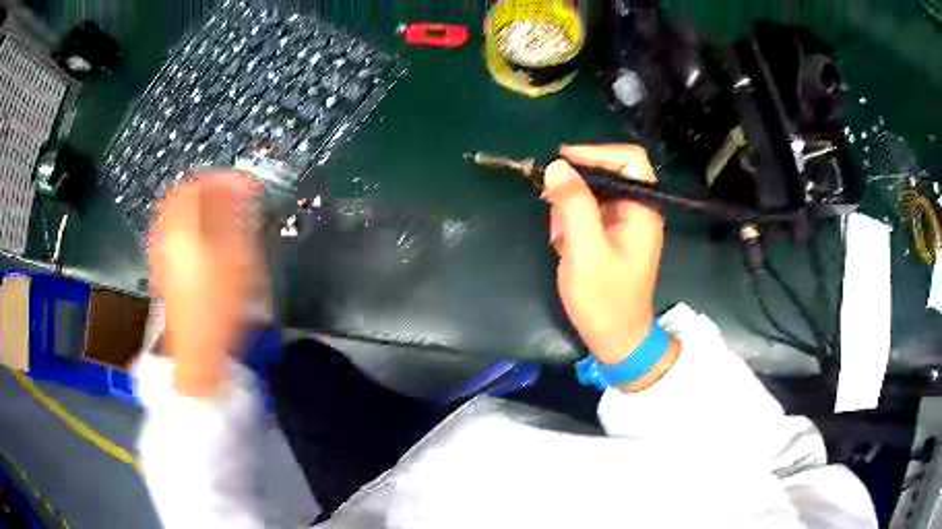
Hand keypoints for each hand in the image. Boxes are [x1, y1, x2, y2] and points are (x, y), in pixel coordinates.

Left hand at [149, 173, 261, 397]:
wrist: (197, 351)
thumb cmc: (219, 303)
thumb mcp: (237, 255)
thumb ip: (240, 214)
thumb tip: (244, 183)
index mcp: (181, 226)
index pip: (195, 184)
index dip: (220, 179)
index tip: (242, 186)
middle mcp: (166, 235)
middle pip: (183, 200)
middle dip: (211, 195)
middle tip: (235, 202)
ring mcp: (162, 255)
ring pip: (179, 218)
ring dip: (203, 214)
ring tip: (227, 224)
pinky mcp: (165, 272)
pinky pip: (177, 238)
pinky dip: (195, 233)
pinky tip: (211, 249)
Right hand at [544, 145, 664, 367]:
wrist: (615, 339)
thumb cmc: (605, 300)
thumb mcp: (585, 251)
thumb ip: (573, 206)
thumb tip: (557, 166)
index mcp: (642, 209)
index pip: (629, 159)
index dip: (596, 152)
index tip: (562, 163)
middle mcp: (637, 210)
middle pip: (606, 173)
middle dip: (575, 189)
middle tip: (553, 210)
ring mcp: (624, 223)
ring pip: (592, 193)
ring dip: (570, 209)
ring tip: (560, 237)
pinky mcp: (612, 235)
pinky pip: (588, 212)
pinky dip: (571, 223)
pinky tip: (563, 244)